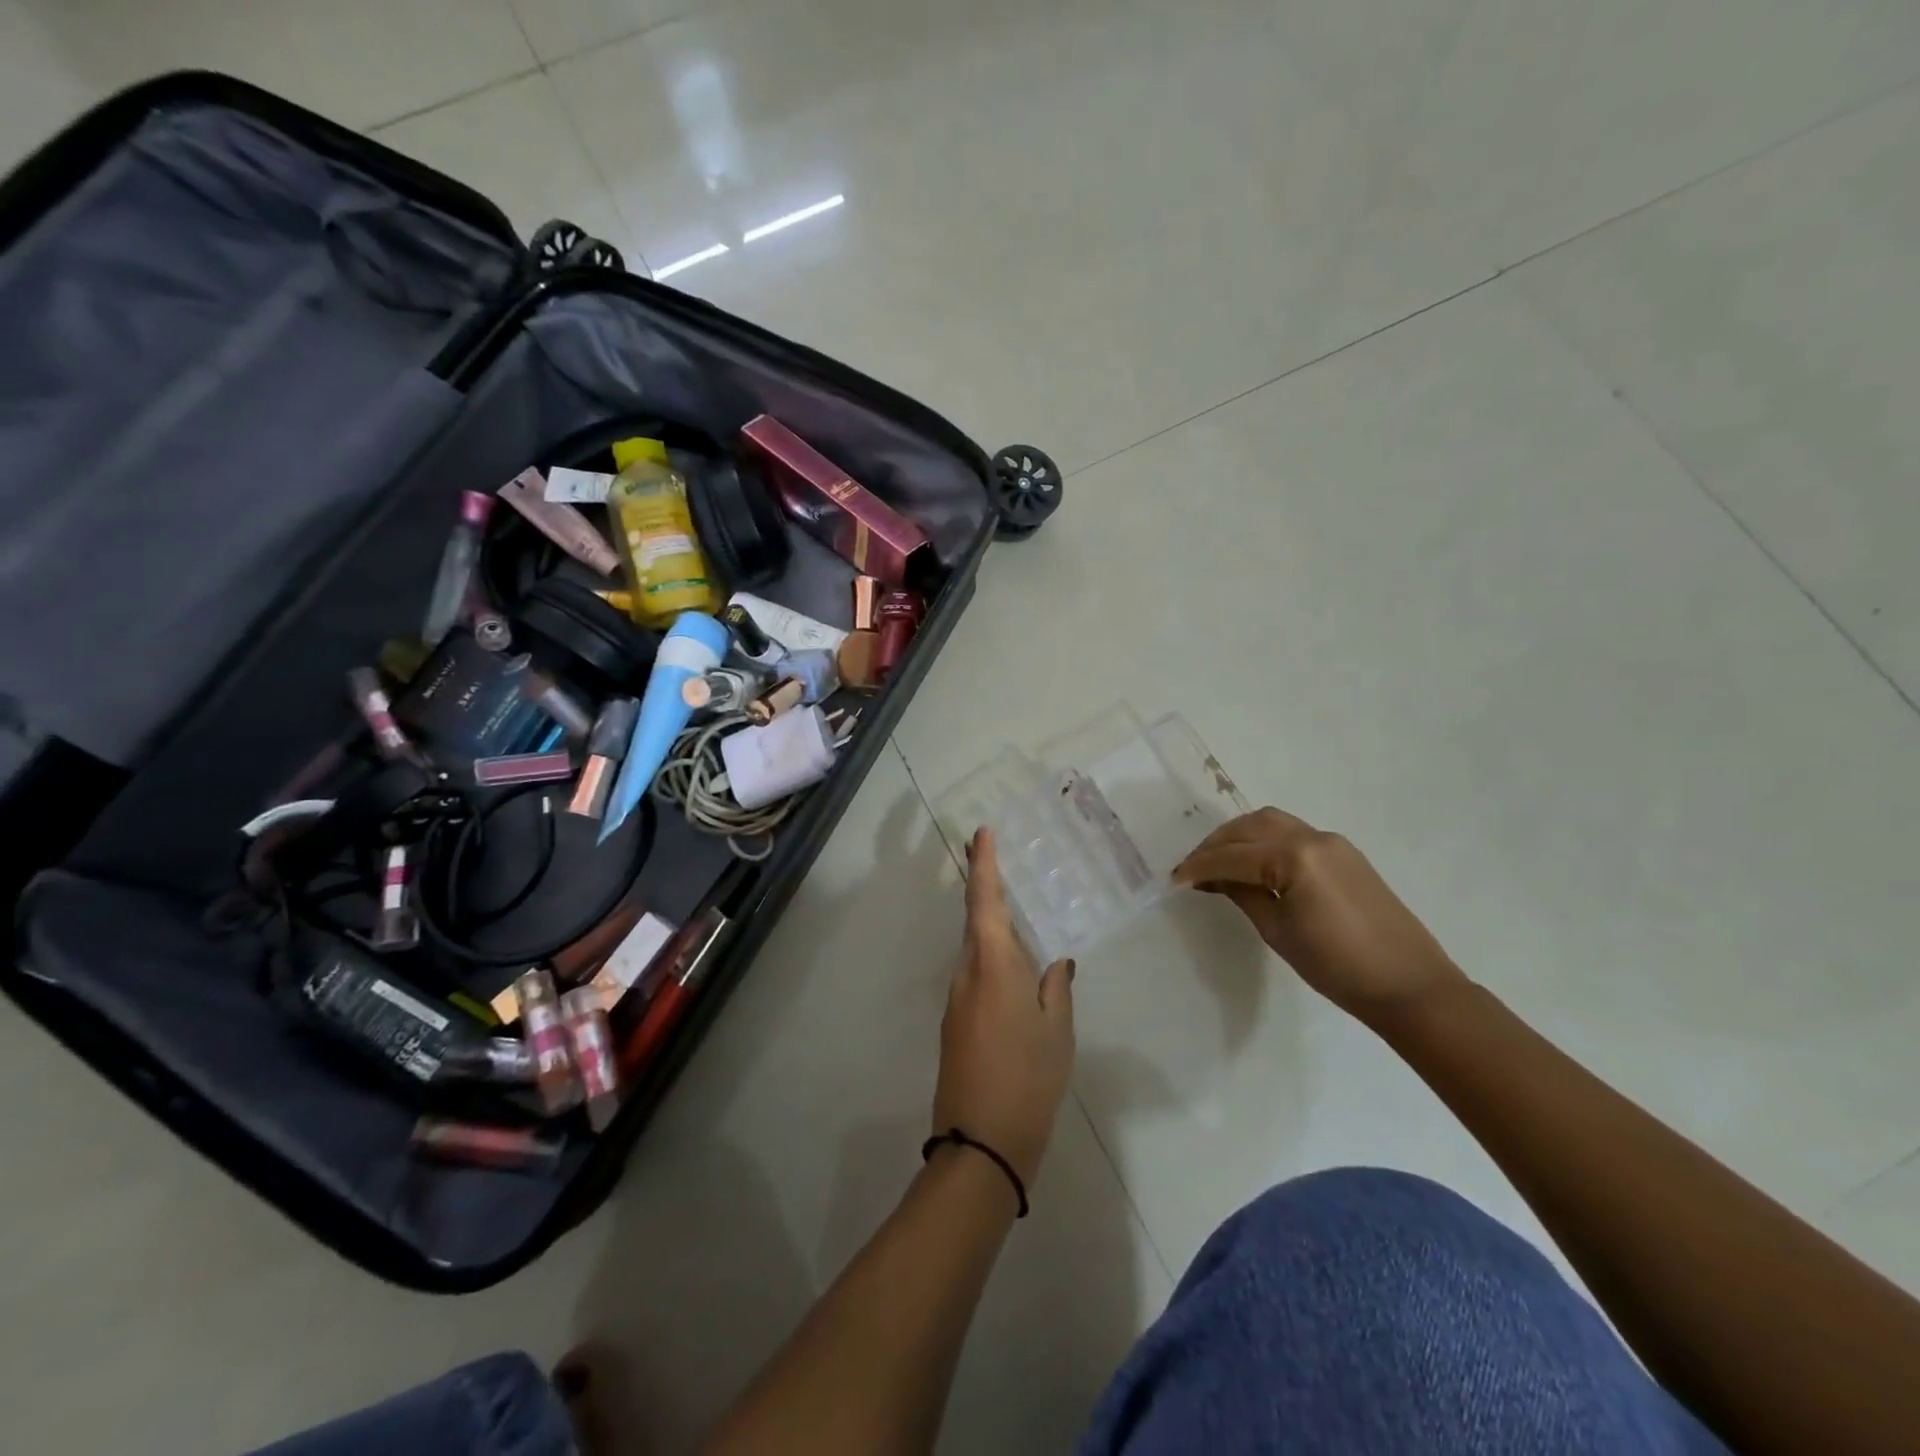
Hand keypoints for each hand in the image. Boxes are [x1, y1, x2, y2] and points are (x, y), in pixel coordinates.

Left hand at [933, 829, 1075, 1188]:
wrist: (981, 1143)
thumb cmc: (1028, 1078)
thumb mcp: (1058, 1031)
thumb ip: (1057, 987)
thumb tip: (1057, 961)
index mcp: (993, 965)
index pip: (985, 902)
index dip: (983, 865)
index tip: (980, 833)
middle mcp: (967, 973)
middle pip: (976, 921)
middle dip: (985, 888)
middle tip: (999, 860)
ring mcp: (956, 999)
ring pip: (975, 950)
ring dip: (992, 927)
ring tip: (1021, 916)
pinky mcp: (955, 1022)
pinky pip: (975, 975)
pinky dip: (992, 960)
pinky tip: (1015, 970)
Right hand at [1173, 807, 1466, 1023]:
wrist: (1410, 985)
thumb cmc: (1337, 966)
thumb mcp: (1278, 931)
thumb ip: (1244, 894)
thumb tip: (1215, 878)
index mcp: (1294, 857)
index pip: (1233, 855)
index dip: (1199, 866)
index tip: (1174, 878)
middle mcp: (1312, 837)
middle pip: (1250, 826)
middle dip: (1217, 843)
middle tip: (1193, 868)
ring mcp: (1332, 842)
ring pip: (1272, 823)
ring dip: (1240, 837)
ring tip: (1219, 863)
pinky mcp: (1345, 854)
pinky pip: (1293, 834)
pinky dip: (1265, 842)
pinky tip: (1254, 865)